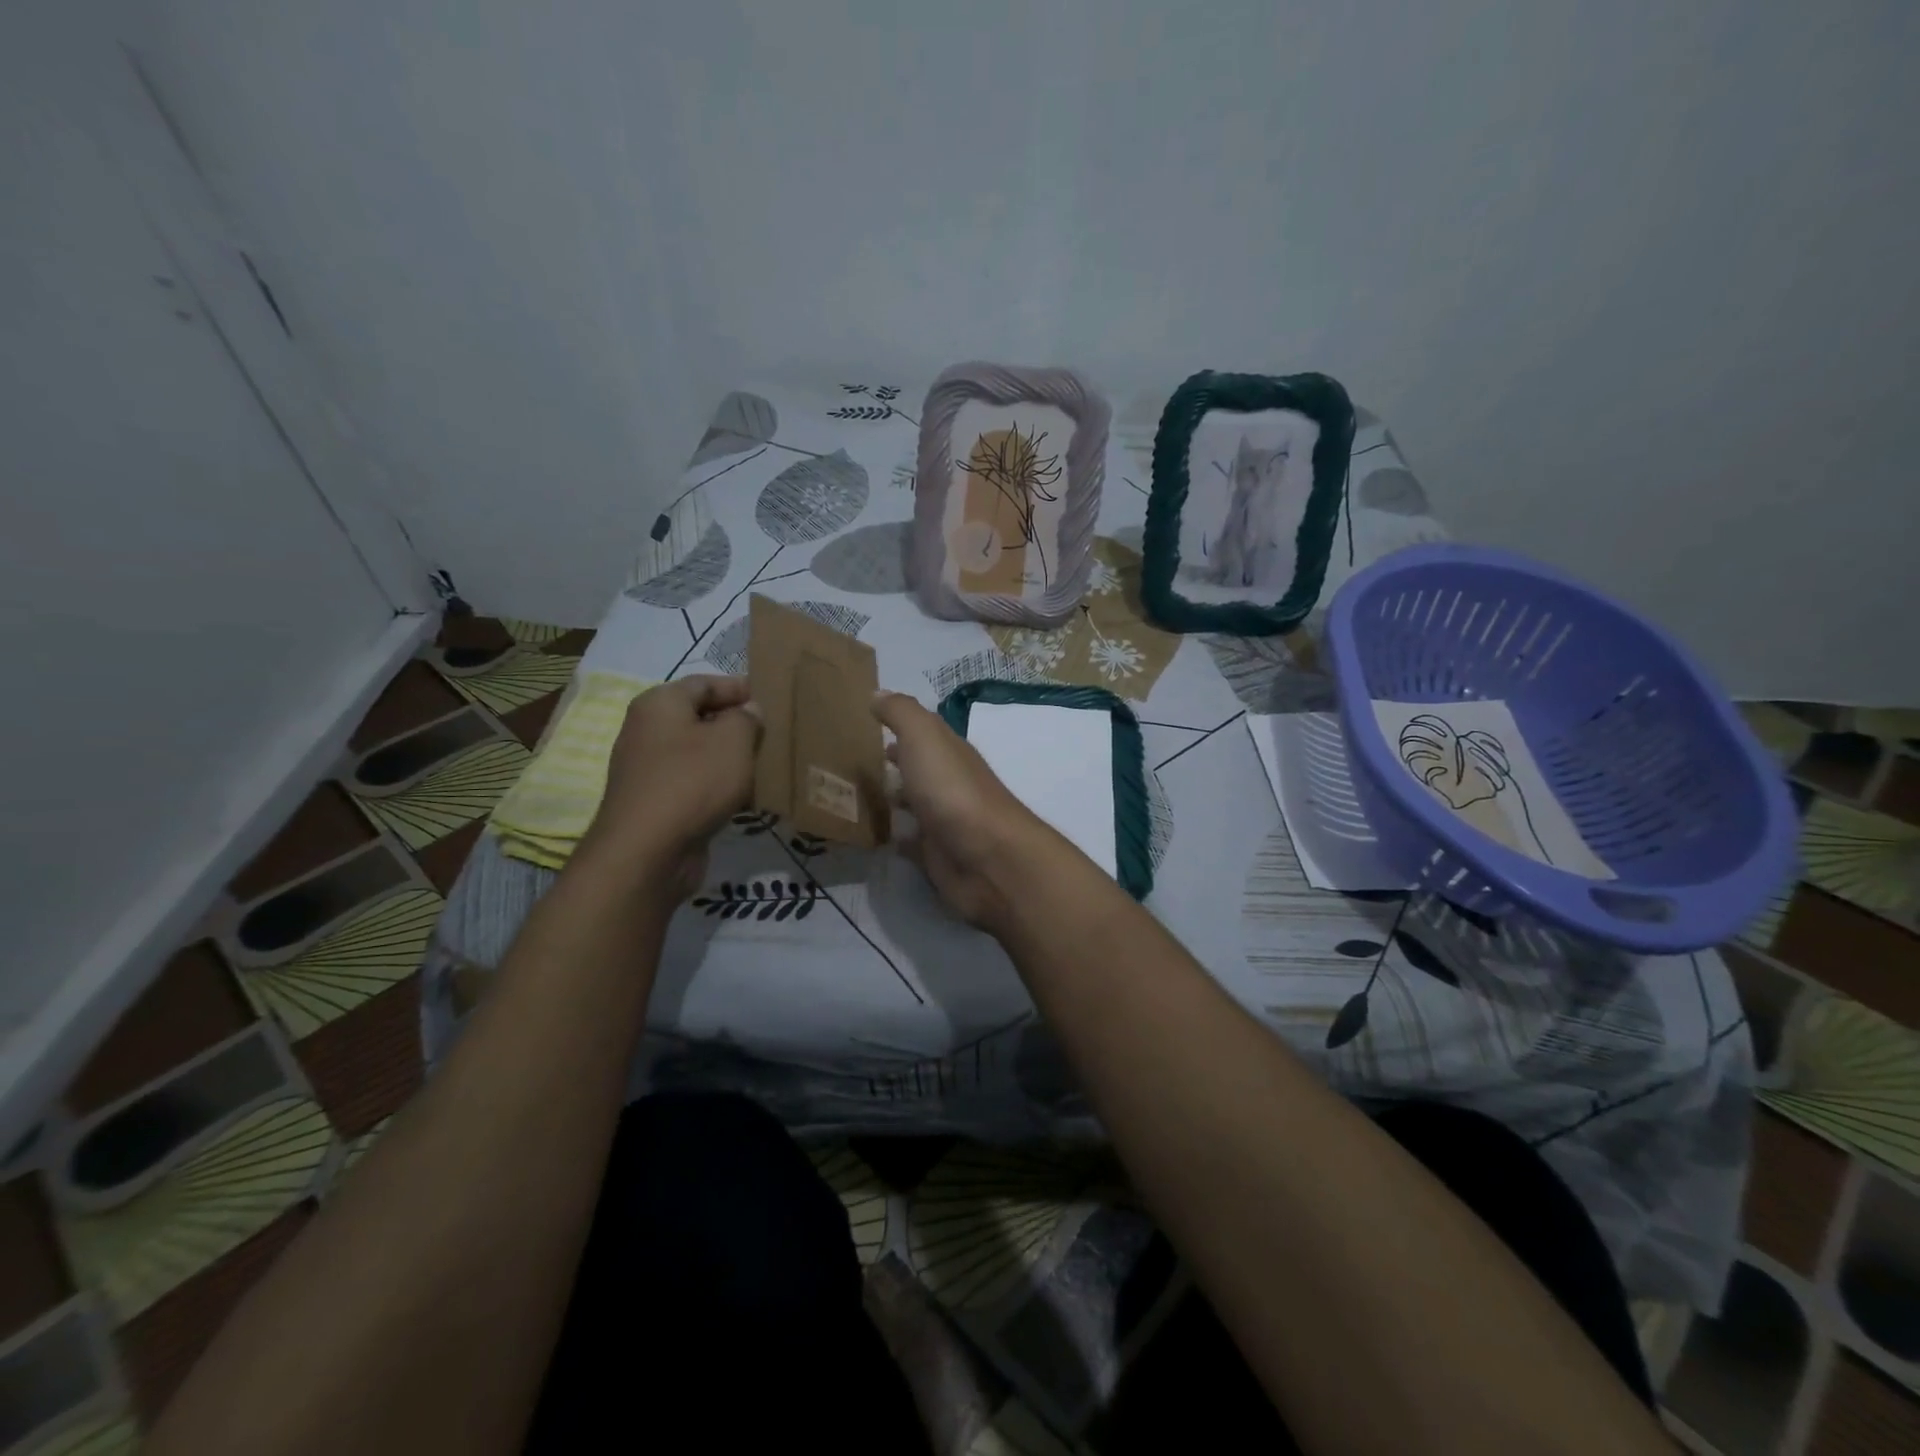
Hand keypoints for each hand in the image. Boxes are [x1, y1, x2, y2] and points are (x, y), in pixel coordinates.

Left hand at [581, 675, 761, 898]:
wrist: (647, 852)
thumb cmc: (692, 782)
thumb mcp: (733, 740)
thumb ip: (747, 718)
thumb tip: (749, 711)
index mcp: (660, 704)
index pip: (705, 682)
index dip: (740, 688)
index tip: (773, 700)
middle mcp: (648, 731)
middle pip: (701, 718)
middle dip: (738, 725)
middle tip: (775, 734)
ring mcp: (649, 769)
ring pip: (700, 754)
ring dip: (732, 759)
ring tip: (768, 766)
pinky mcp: (657, 803)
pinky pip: (695, 784)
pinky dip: (720, 787)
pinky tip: (748, 798)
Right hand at [871, 692, 1052, 930]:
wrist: (987, 858)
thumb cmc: (952, 790)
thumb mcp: (924, 737)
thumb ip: (901, 713)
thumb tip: (877, 693)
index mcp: (947, 752)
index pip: (921, 733)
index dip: (896, 726)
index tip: (861, 723)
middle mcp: (947, 783)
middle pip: (916, 768)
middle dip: (890, 762)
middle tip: (848, 761)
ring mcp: (942, 820)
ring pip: (911, 804)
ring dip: (889, 798)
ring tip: (849, 795)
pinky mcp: (936, 855)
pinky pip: (910, 842)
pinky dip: (893, 837)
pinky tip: (870, 835)